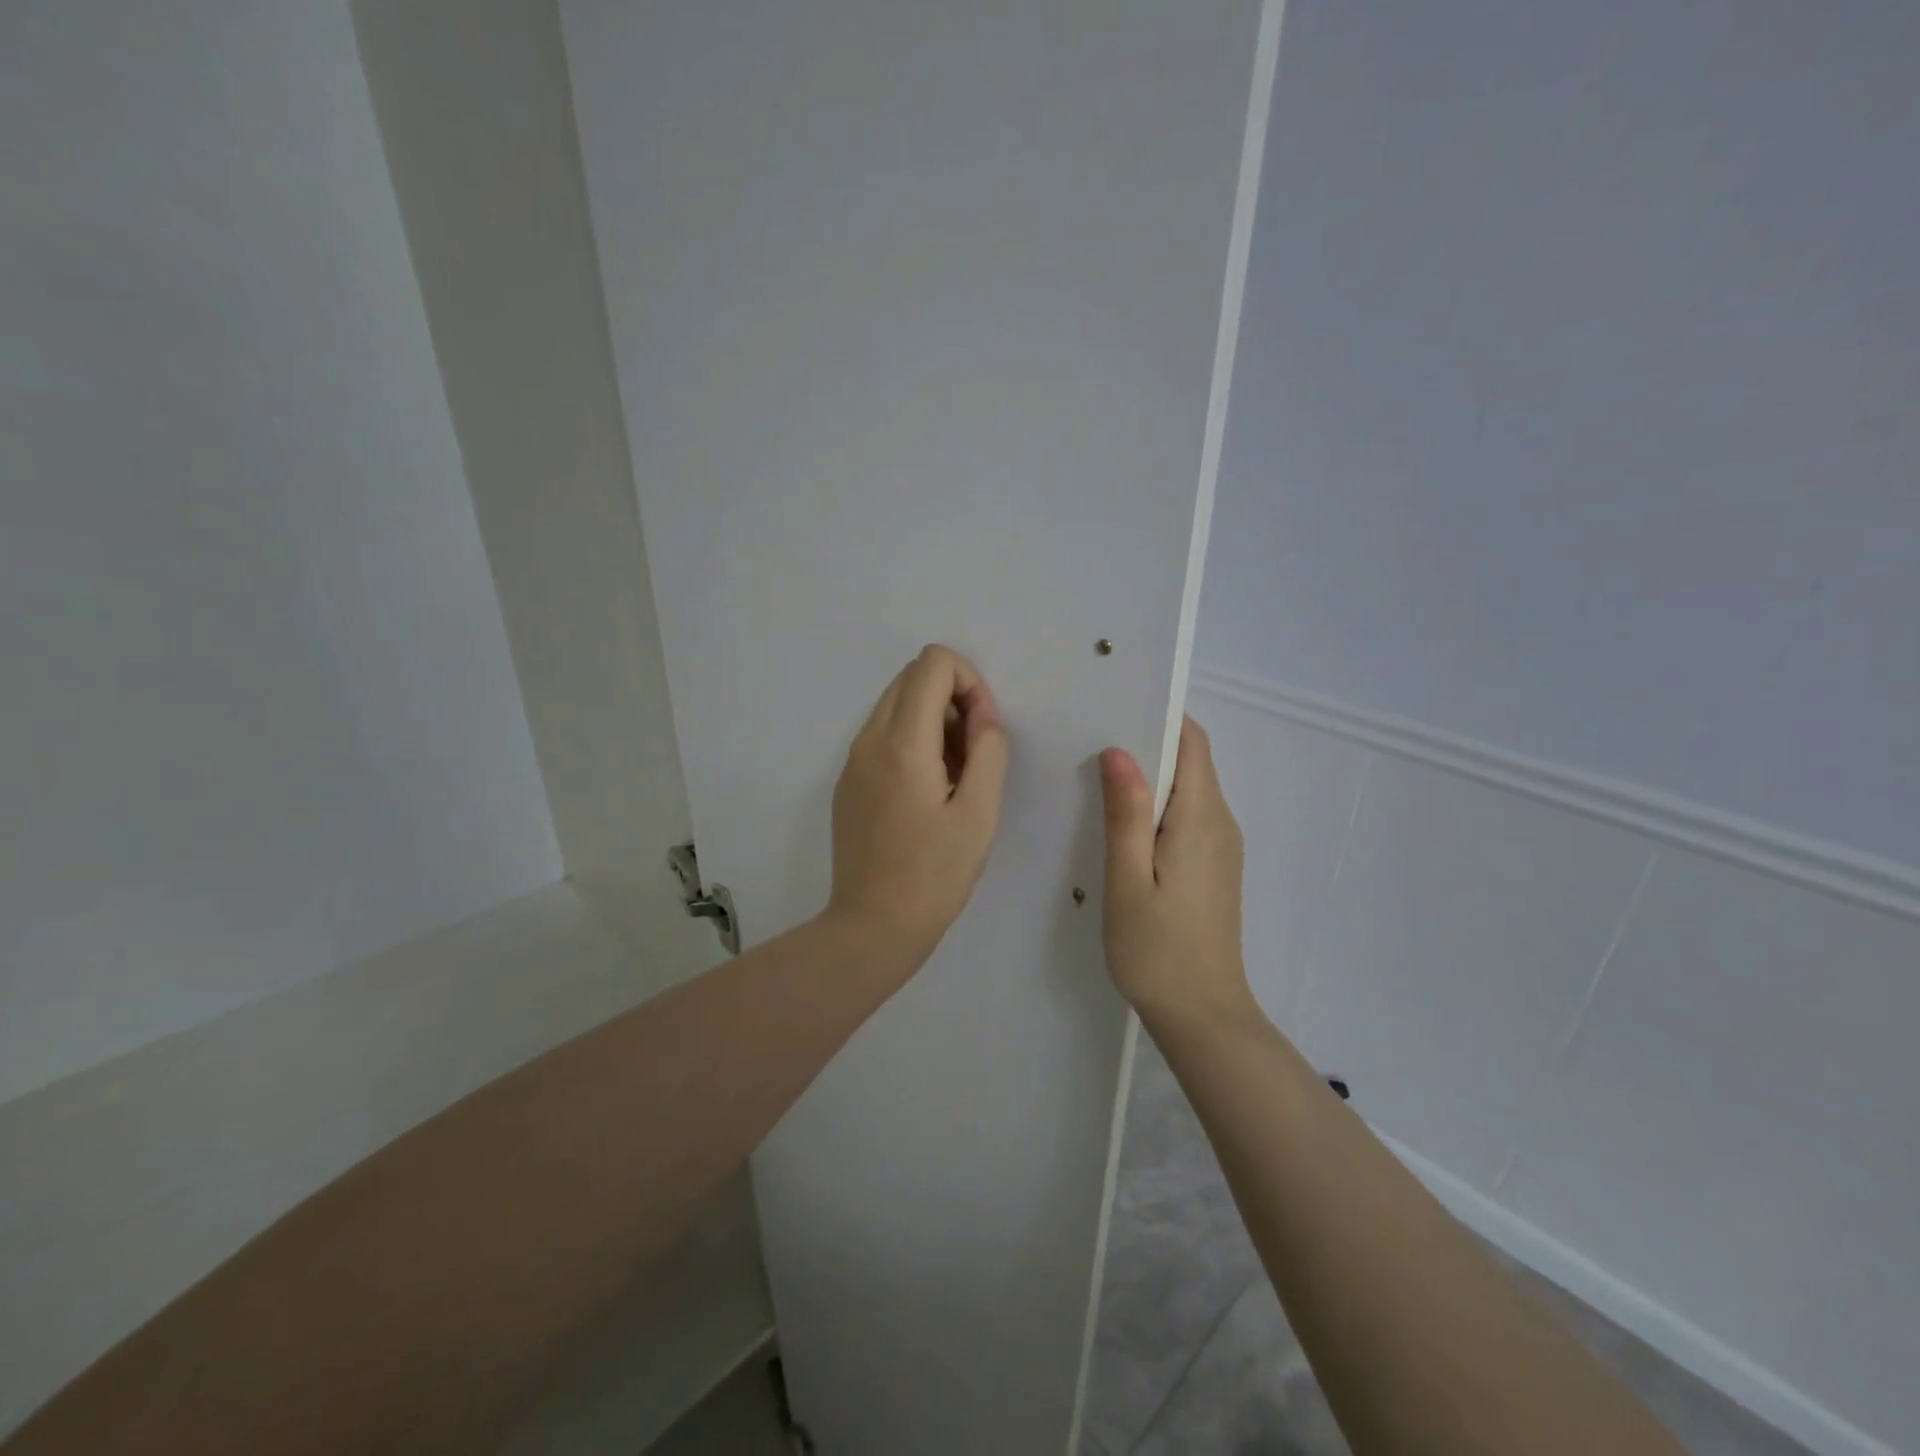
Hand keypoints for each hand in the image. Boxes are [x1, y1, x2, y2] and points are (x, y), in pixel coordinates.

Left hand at [828, 645, 1010, 963]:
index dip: (969, 681)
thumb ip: (989, 748)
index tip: (983, 730)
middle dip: (952, 697)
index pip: (932, 662)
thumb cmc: (934, 874)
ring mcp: (852, 760)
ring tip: (954, 777)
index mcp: (901, 741)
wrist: (873, 926)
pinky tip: (927, 793)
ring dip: (933, 720)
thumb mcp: (980, 812)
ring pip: (896, 704)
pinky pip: (882, 734)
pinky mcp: (848, 781)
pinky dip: (912, 741)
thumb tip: (982, 712)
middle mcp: (868, 738)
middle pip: (911, 676)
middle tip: (973, 753)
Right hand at [1099, 717, 1253, 1025]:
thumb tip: (1119, 751)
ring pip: (1189, 789)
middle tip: (1093, 739)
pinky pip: (1189, 816)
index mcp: (1201, 818)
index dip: (1161, 717)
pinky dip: (1159, 805)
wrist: (1203, 1015)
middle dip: (1149, 743)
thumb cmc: (1157, 950)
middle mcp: (1220, 823)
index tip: (1116, 708)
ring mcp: (1221, 847)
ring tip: (1099, 775)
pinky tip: (1123, 822)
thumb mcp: (1128, 880)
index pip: (1193, 743)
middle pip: (1192, 761)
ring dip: (1152, 775)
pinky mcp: (1214, 867)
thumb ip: (1126, 813)